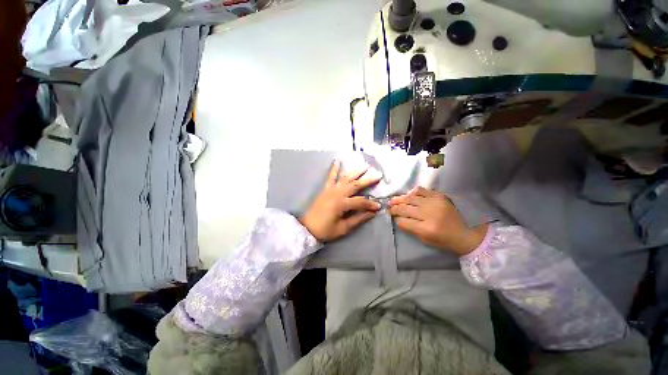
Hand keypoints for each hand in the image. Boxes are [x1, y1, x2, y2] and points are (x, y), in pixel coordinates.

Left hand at [300, 161, 381, 241]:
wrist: (307, 228)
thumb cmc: (326, 230)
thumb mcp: (343, 228)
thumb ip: (358, 219)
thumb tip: (372, 213)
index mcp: (342, 204)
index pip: (361, 202)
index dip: (371, 204)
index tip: (379, 206)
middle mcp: (337, 193)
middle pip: (355, 185)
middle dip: (368, 180)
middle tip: (378, 175)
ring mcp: (331, 189)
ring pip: (345, 178)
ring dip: (356, 172)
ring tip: (365, 166)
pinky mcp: (326, 189)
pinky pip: (331, 177)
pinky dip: (334, 169)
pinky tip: (337, 161)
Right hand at [388, 187, 487, 255]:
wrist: (468, 232)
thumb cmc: (446, 240)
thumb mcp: (426, 240)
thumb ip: (411, 229)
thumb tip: (399, 218)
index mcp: (426, 229)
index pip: (403, 221)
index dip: (396, 219)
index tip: (393, 217)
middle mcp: (428, 214)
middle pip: (404, 208)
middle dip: (394, 208)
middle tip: (389, 207)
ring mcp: (434, 203)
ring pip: (410, 198)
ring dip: (399, 199)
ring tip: (393, 200)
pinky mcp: (439, 196)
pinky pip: (421, 190)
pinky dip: (412, 192)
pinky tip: (409, 195)